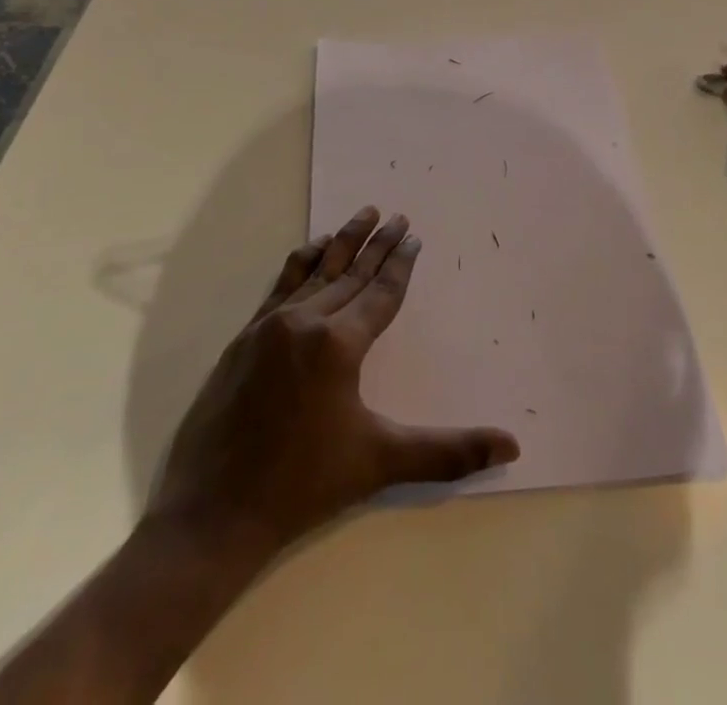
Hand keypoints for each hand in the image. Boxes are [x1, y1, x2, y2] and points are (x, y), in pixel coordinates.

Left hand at [148, 207, 520, 561]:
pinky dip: (303, 261)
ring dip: (342, 242)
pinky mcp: (246, 335)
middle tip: (397, 215)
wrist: (213, 512)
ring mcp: (271, 324)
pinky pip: (282, 283)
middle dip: (378, 243)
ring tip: (362, 215)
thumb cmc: (303, 486)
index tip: (414, 236)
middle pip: (352, 272)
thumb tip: (512, 445)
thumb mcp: (379, 463)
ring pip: (316, 270)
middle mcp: (306, 321)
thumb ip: (448, 451)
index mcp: (339, 344)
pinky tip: (311, 250)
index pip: (380, 293)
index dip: (401, 263)